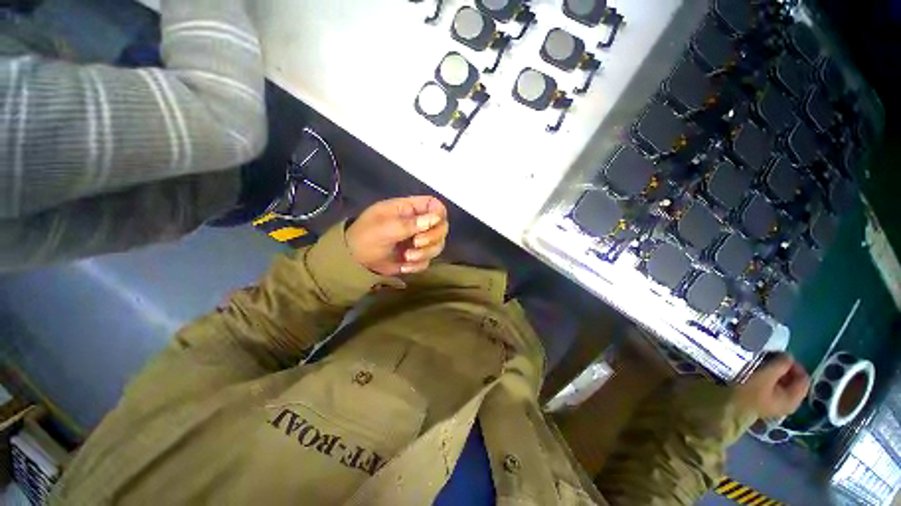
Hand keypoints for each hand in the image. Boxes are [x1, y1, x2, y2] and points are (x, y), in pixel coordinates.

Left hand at [346, 196, 448, 275]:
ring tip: (407, 257)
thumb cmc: (365, 236)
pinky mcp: (416, 257)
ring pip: (437, 245)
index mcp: (409, 209)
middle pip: (442, 226)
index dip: (439, 213)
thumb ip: (411, 223)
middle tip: (416, 243)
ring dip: (426, 253)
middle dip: (432, 237)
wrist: (354, 261)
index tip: (433, 224)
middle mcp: (418, 224)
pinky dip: (418, 265)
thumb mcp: (385, 227)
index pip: (434, 205)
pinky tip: (405, 266)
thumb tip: (436, 218)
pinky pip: (428, 261)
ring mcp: (418, 241)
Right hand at [735, 354, 810, 418]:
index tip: (778, 355)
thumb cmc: (749, 392)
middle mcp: (790, 403)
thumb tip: (788, 355)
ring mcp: (777, 404)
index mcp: (794, 399)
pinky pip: (773, 387)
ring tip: (761, 364)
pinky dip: (768, 379)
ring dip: (774, 373)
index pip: (803, 378)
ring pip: (782, 384)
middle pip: (793, 381)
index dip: (794, 365)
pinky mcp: (766, 402)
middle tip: (769, 358)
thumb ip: (780, 364)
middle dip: (783, 369)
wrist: (728, 407)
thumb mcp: (765, 375)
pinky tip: (757, 374)